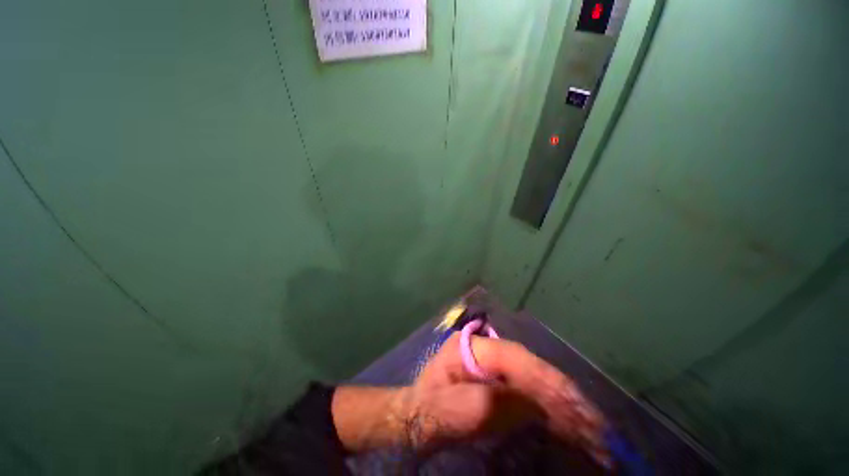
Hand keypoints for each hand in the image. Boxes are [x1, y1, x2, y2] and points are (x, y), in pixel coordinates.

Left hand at [400, 334, 608, 461]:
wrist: (418, 414)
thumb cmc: (431, 410)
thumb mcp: (452, 409)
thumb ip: (489, 403)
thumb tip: (530, 403)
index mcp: (473, 347)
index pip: (516, 358)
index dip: (548, 380)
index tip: (578, 408)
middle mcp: (488, 349)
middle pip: (532, 368)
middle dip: (565, 397)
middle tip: (599, 429)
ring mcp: (496, 366)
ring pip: (537, 381)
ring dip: (567, 408)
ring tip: (596, 435)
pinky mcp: (502, 382)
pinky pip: (533, 394)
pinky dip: (555, 413)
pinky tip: (574, 430)